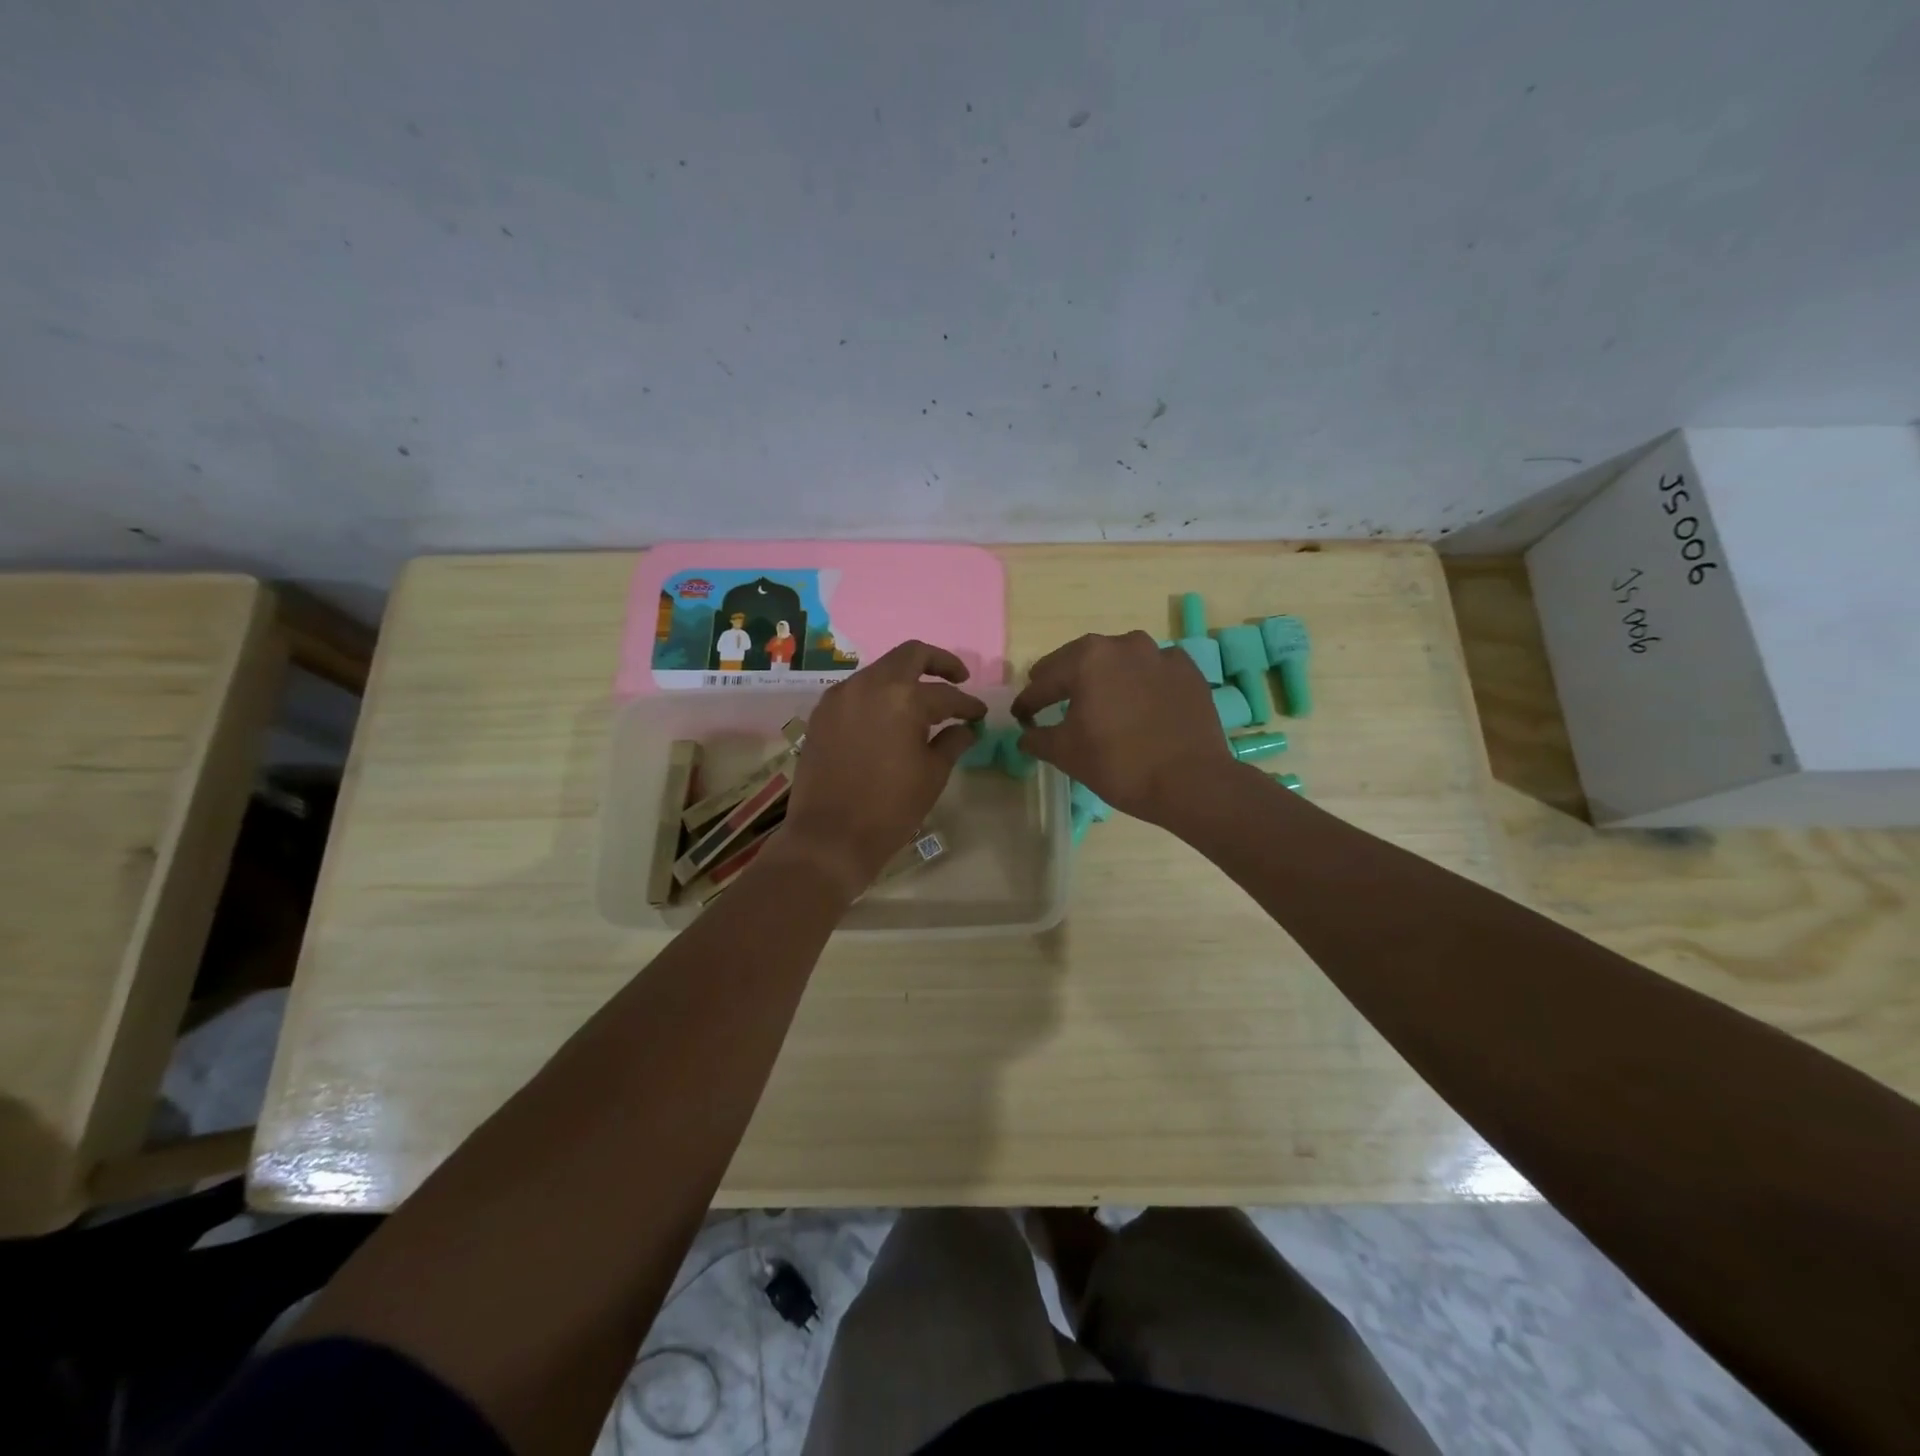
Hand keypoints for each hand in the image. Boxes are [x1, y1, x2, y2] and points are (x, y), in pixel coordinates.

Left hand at [781, 641, 985, 895]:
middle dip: (938, 663)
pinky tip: (888, 716)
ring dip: (904, 678)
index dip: (967, 704)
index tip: (980, 715)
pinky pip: (856, 691)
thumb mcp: (932, 775)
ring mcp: (841, 696)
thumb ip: (951, 742)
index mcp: (903, 698)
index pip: (946, 694)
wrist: (830, 837)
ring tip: (922, 702)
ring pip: (880, 670)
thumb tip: (965, 728)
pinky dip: (878, 695)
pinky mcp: (822, 713)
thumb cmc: (890, 808)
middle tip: (958, 678)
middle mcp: (869, 685)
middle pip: (910, 655)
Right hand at [1011, 631, 1232, 824]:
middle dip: (1063, 681)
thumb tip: (1025, 734)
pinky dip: (1141, 683)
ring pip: (1119, 661)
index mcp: (1087, 659)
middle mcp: (1123, 644)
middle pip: (1081, 661)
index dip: (1028, 701)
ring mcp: (1160, 654)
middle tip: (1050, 700)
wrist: (1192, 782)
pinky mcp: (1188, 671)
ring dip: (1104, 677)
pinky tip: (1139, 704)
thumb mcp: (1066, 754)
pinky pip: (1153, 672)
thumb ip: (1037, 738)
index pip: (1044, 681)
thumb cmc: (1120, 765)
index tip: (1021, 716)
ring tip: (1098, 700)